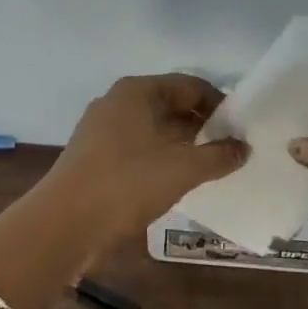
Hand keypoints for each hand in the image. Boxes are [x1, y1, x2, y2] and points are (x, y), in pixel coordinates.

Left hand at [42, 74, 248, 243]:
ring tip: (208, 166)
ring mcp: (101, 129)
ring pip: (152, 128)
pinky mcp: (93, 156)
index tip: (240, 127)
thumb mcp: (183, 169)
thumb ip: (219, 156)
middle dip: (201, 124)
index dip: (219, 103)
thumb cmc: (128, 182)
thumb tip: (243, 147)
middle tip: (229, 148)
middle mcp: (117, 102)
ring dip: (181, 143)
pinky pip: (136, 147)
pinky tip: (175, 180)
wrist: (64, 223)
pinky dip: (159, 157)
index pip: (189, 85)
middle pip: (170, 104)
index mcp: (137, 91)